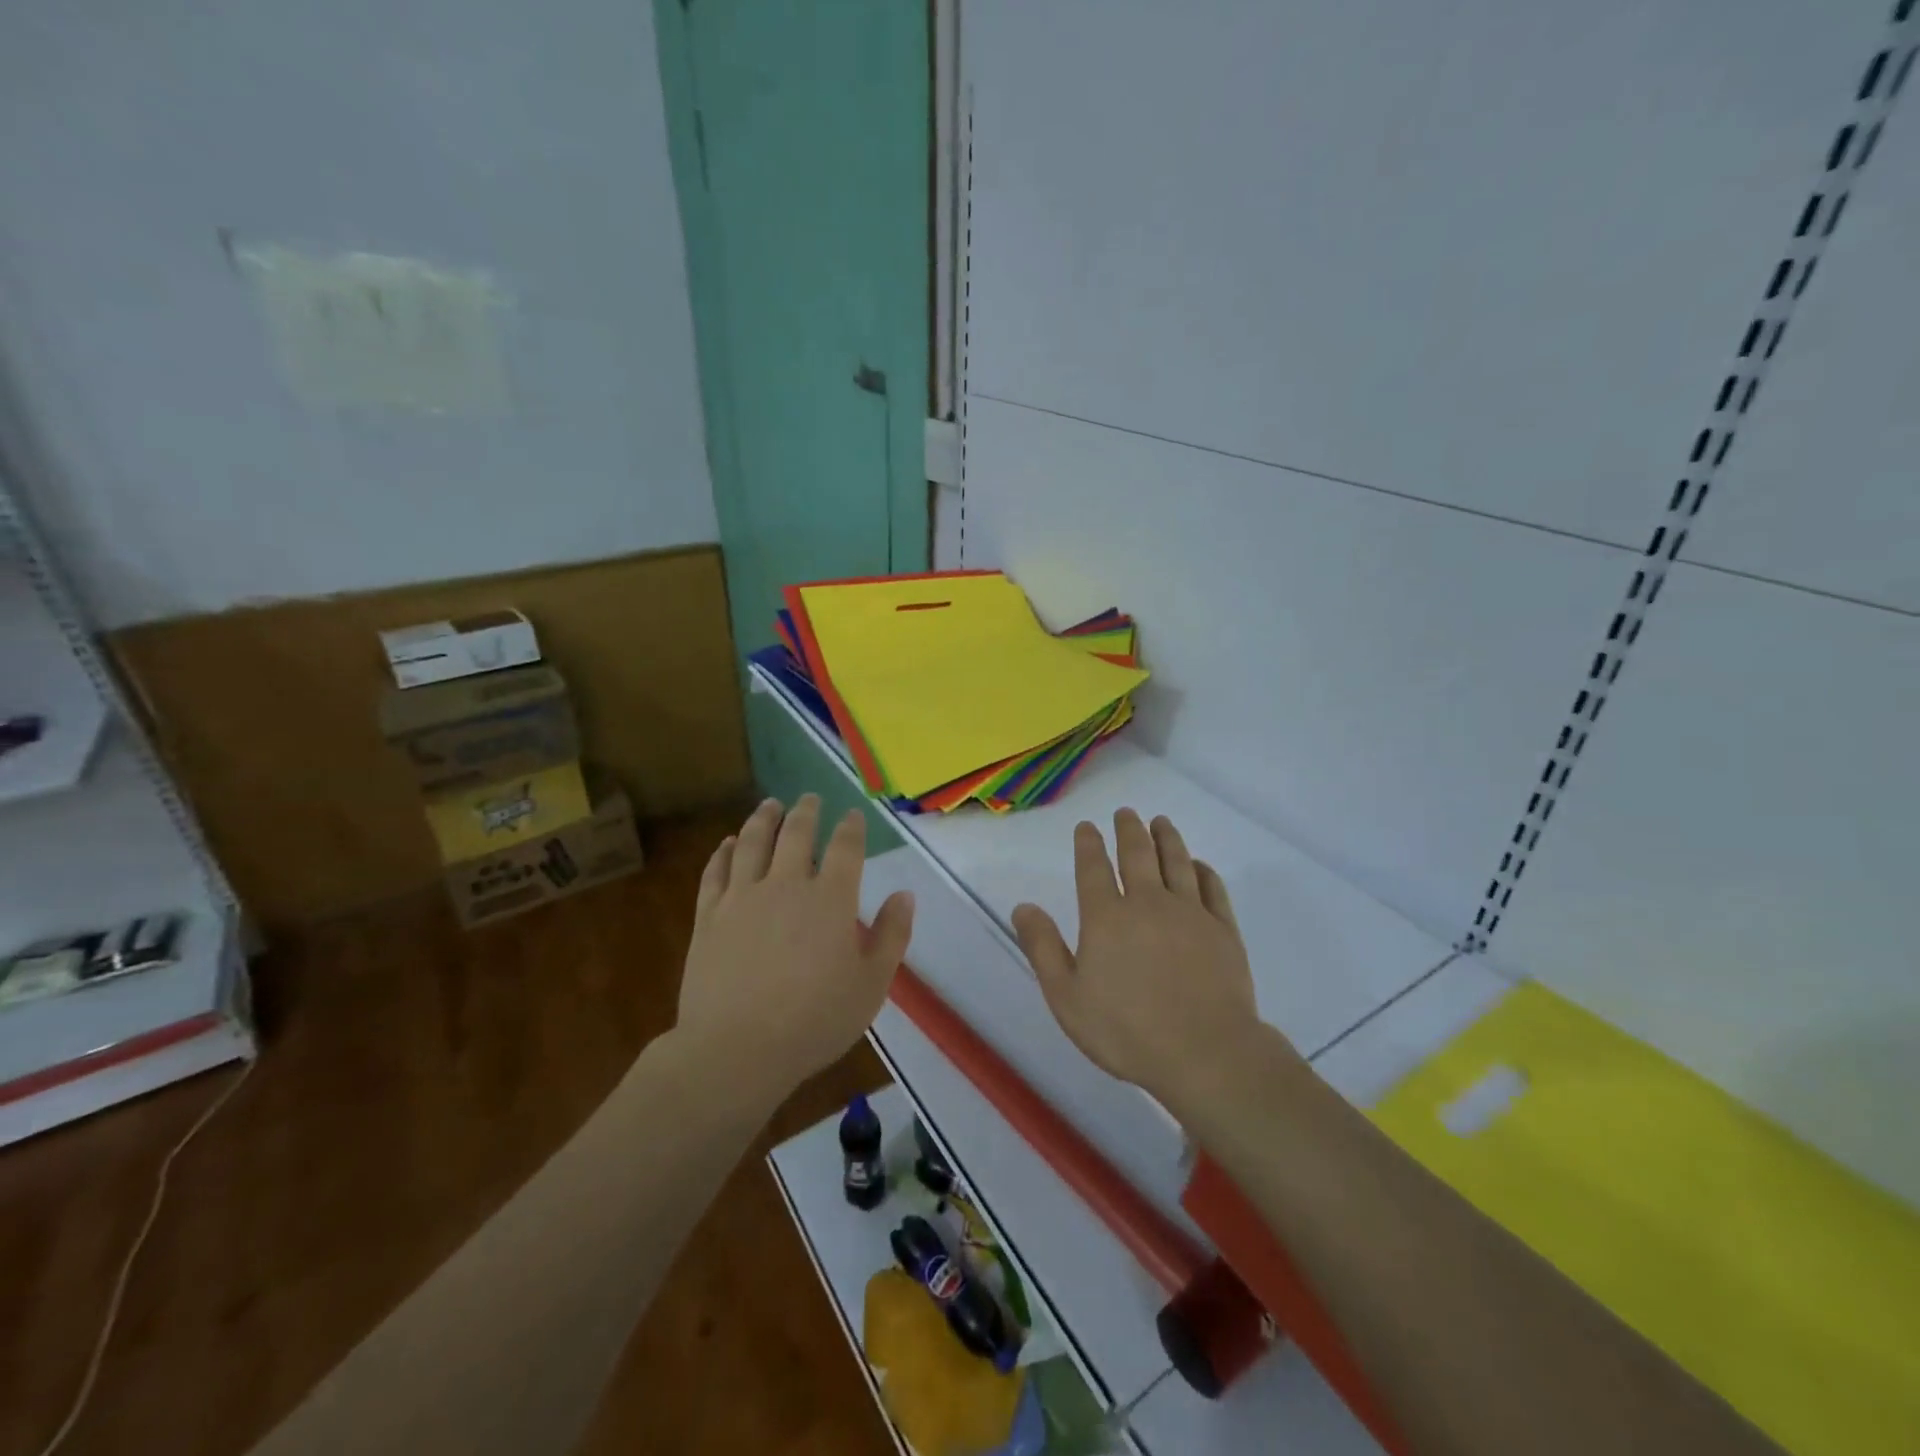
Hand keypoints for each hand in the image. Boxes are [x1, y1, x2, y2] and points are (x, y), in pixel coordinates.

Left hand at [677, 795, 914, 1099]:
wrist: (737, 1049)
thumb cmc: (815, 1021)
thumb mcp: (871, 985)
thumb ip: (892, 936)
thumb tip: (905, 895)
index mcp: (831, 899)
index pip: (846, 848)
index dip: (851, 827)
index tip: (852, 815)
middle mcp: (787, 885)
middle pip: (797, 834)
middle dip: (807, 811)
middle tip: (810, 797)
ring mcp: (743, 897)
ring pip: (753, 842)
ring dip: (764, 819)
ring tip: (771, 805)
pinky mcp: (710, 915)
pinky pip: (716, 871)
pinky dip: (724, 852)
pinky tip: (729, 843)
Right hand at [1012, 809, 1272, 1107]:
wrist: (1205, 1053)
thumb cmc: (1126, 1030)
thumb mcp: (1067, 997)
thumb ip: (1043, 948)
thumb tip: (1022, 906)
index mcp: (1106, 917)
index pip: (1093, 868)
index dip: (1088, 844)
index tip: (1087, 827)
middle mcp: (1148, 903)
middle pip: (1138, 855)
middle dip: (1129, 830)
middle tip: (1126, 813)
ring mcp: (1190, 913)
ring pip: (1177, 862)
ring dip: (1167, 838)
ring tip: (1161, 822)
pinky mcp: (1223, 930)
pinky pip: (1212, 889)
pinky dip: (1204, 871)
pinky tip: (1199, 865)